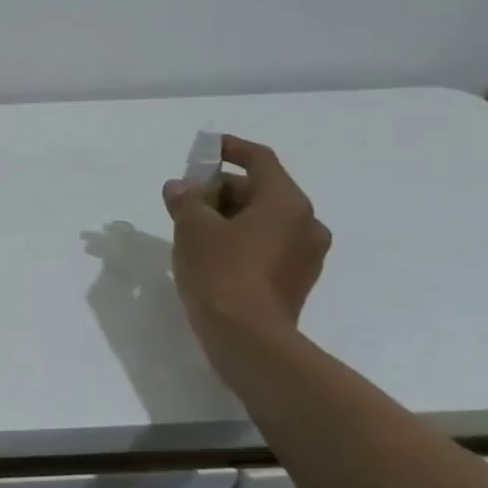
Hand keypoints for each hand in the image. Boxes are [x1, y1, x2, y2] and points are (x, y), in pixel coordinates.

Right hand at [163, 136, 331, 350]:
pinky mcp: (297, 280)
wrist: (247, 338)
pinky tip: (213, 254)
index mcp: (286, 201)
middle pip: (261, 190)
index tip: (207, 148)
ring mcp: (306, 254)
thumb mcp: (192, 227)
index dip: (231, 149)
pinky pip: (269, 245)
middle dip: (222, 190)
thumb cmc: (221, 270)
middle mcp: (306, 222)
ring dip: (231, 216)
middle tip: (187, 199)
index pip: (260, 160)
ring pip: (265, 220)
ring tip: (194, 228)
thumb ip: (186, 199)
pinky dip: (243, 240)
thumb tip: (180, 187)